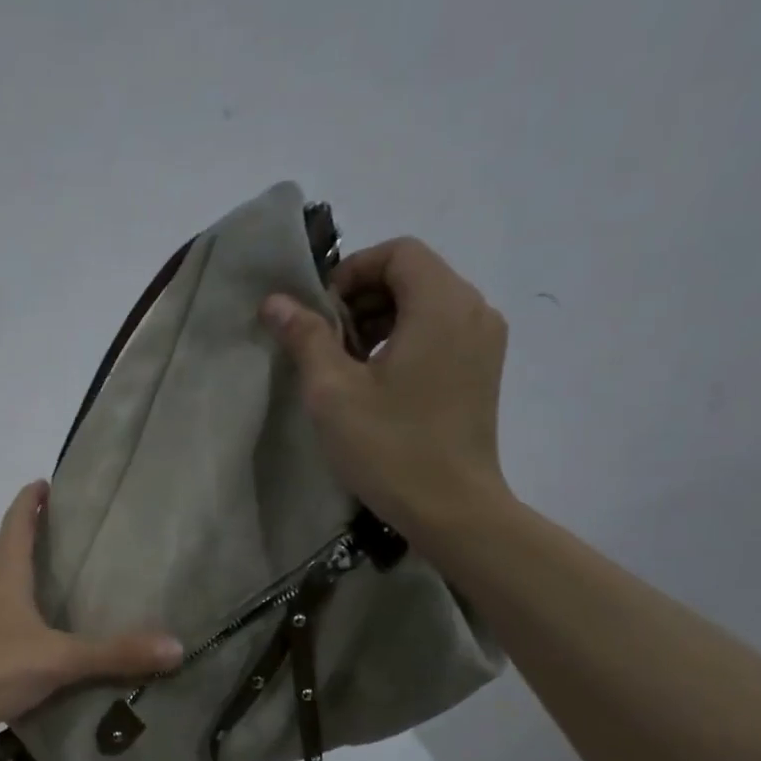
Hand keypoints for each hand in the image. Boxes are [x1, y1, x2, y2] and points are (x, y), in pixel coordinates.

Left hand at [0, 481, 181, 737]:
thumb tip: (176, 646)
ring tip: (48, 570)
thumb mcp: (57, 659)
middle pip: (3, 543)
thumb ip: (113, 654)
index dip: (31, 498)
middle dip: (25, 528)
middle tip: (58, 524)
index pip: (17, 520)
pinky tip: (31, 626)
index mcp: (4, 572)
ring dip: (16, 565)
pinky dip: (12, 603)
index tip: (47, 481)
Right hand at [260, 237, 510, 535]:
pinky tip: (378, 382)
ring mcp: (484, 341)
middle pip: (414, 274)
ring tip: (347, 366)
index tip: (319, 315)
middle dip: (363, 298)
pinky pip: (441, 331)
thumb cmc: (388, 447)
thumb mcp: (332, 392)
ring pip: (427, 304)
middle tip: (326, 343)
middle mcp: (474, 310)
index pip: (398, 252)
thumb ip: (306, 338)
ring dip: (381, 320)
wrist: (451, 508)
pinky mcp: (483, 369)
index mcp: (442, 304)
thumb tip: (276, 301)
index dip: (351, 272)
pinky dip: (405, 339)